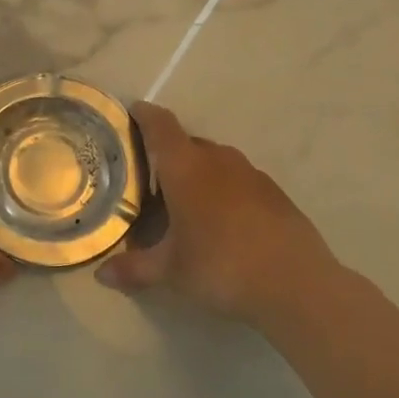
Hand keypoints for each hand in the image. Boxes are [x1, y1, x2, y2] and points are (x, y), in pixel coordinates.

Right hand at [95, 102, 340, 326]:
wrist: (297, 284)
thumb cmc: (221, 266)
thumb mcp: (171, 272)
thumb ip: (135, 269)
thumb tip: (102, 275)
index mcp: (185, 166)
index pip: (160, 125)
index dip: (144, 115)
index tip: (132, 113)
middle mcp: (217, 159)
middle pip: (186, 142)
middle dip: (168, 154)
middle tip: (150, 178)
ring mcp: (250, 173)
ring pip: (215, 160)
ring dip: (198, 172)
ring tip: (185, 202)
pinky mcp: (274, 192)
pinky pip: (239, 180)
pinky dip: (224, 190)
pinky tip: (223, 221)